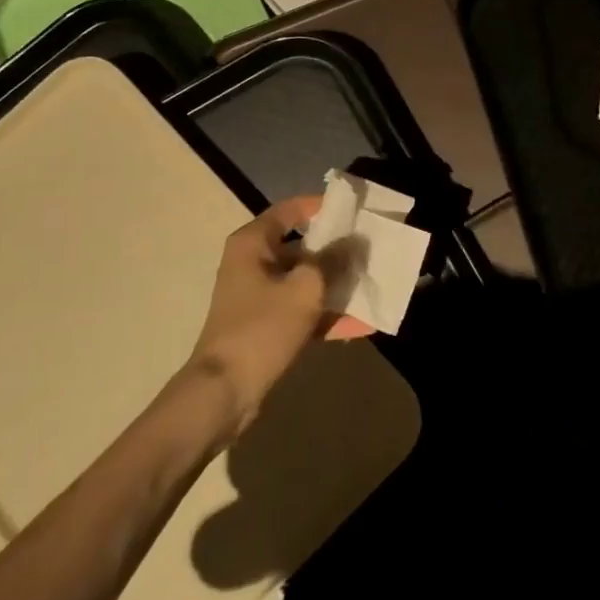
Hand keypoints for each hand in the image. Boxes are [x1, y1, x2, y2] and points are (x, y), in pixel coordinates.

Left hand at [188, 196, 367, 433]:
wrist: (224, 392)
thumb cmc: (261, 328)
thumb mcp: (305, 290)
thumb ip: (333, 261)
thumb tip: (356, 242)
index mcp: (253, 244)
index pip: (291, 210)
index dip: (323, 207)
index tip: (356, 212)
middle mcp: (254, 263)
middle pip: (302, 246)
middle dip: (338, 250)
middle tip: (373, 249)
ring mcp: (260, 296)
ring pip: (306, 281)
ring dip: (338, 285)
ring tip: (375, 285)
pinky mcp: (267, 325)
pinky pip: (303, 311)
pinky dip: (328, 316)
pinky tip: (364, 324)